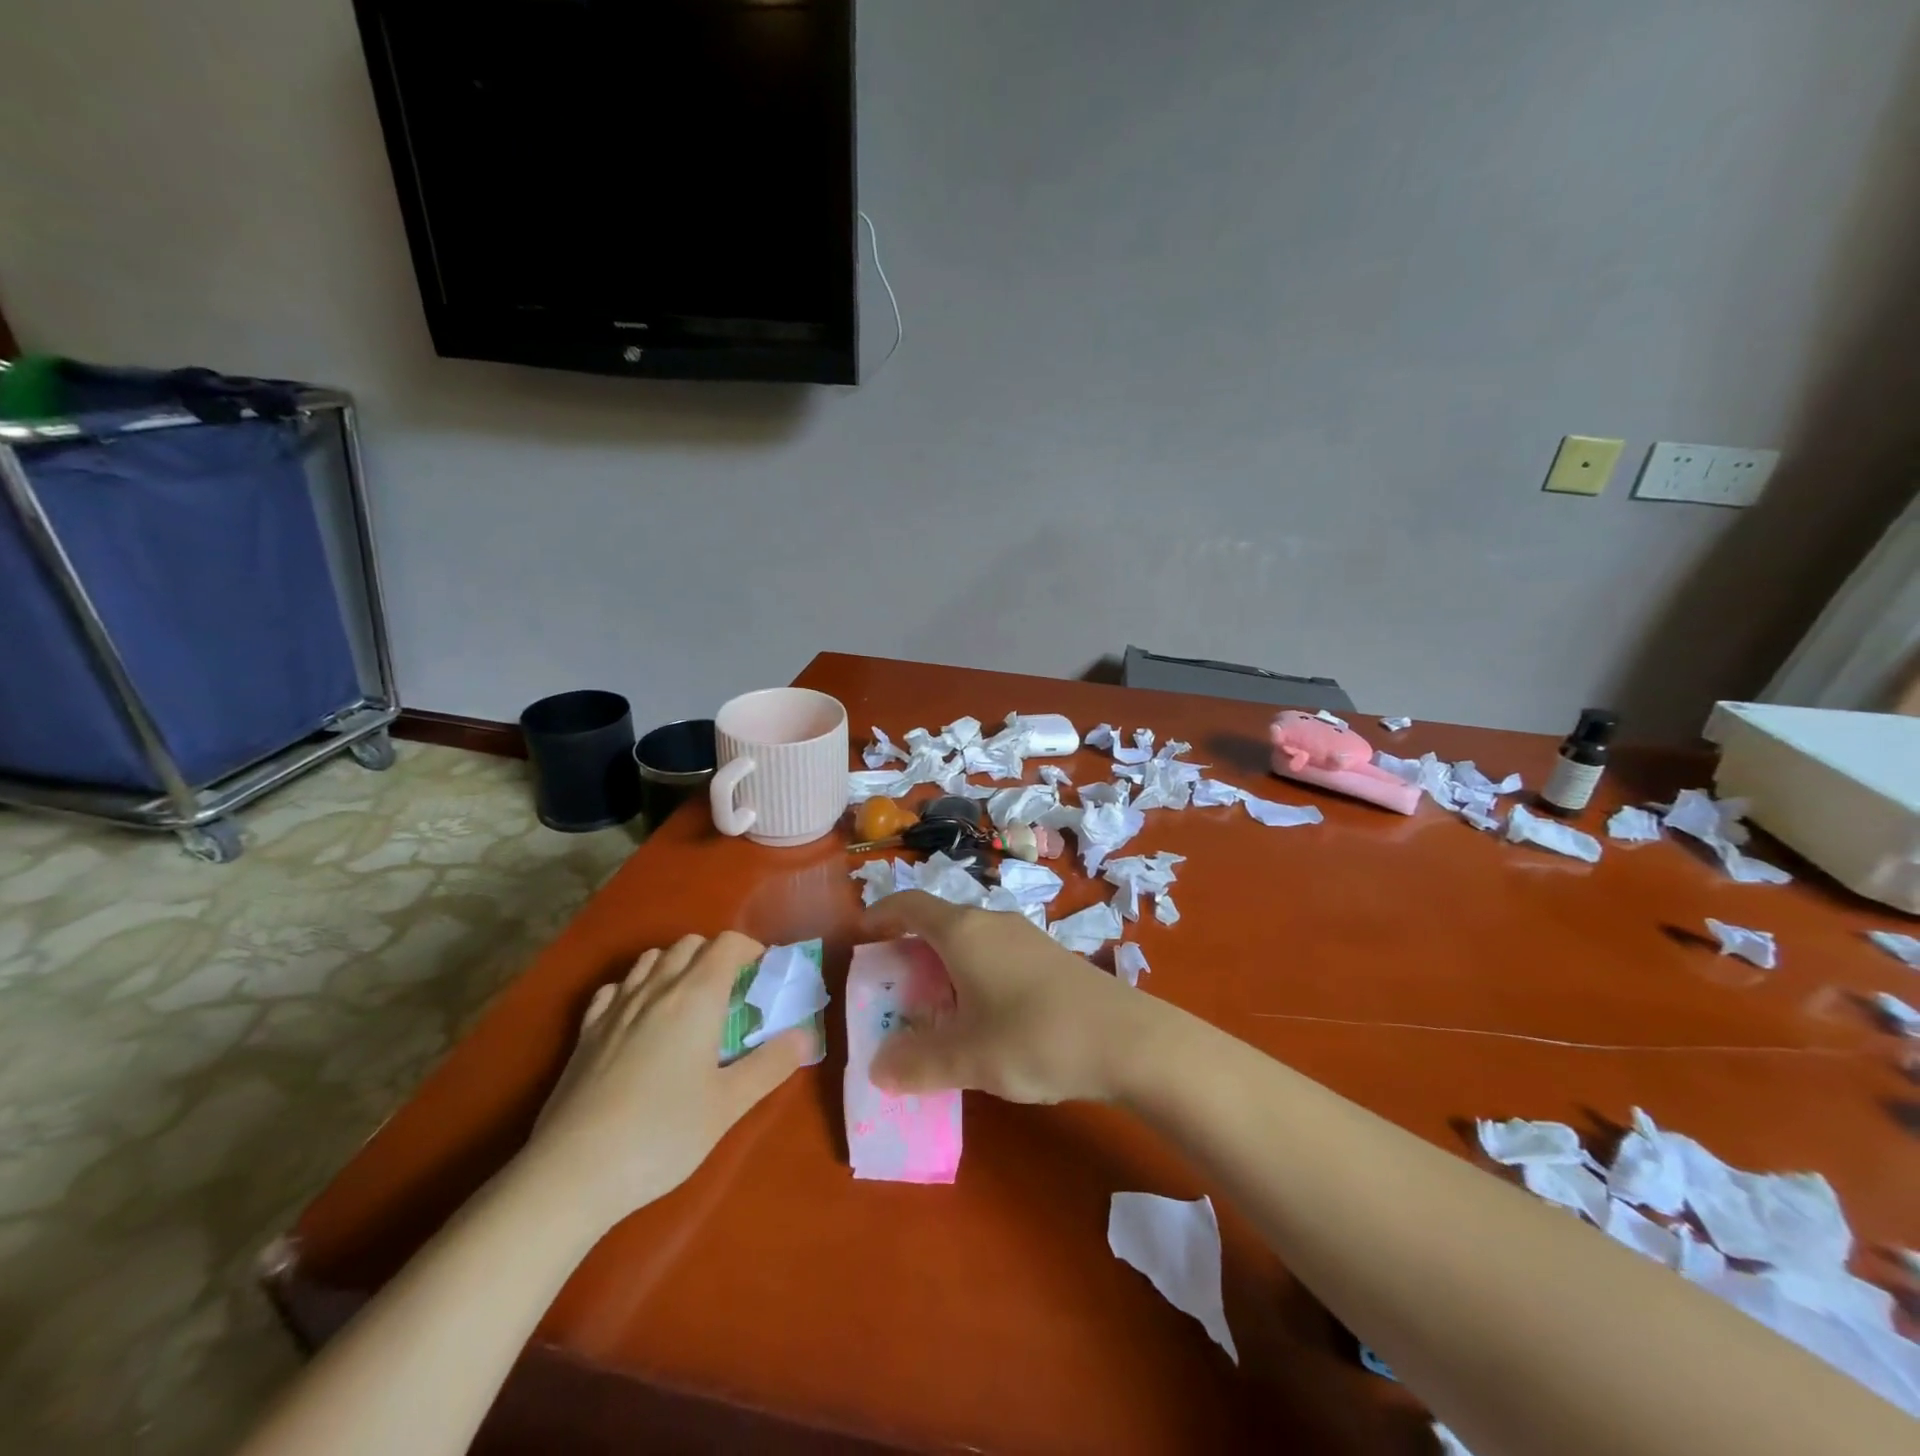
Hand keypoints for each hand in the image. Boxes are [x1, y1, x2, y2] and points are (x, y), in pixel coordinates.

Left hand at [521, 932, 816, 1228]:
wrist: (572, 1172)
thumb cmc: (662, 1134)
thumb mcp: (729, 1105)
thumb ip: (771, 1064)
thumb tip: (806, 1036)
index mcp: (697, 996)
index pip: (727, 944)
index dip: (750, 950)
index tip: (762, 977)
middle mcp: (656, 988)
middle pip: (690, 944)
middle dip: (716, 956)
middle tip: (732, 993)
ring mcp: (616, 1008)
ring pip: (651, 960)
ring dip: (676, 966)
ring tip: (689, 1002)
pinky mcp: (586, 1032)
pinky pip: (616, 988)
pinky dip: (636, 988)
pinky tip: (640, 1018)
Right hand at [861, 891, 1157, 1104]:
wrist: (1127, 1039)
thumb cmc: (1035, 1036)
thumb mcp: (969, 1057)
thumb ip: (918, 1063)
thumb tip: (879, 1069)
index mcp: (963, 931)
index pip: (910, 904)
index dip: (881, 914)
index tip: (862, 936)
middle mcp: (992, 922)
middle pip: (938, 923)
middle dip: (909, 950)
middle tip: (892, 989)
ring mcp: (1025, 937)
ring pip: (969, 940)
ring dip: (943, 966)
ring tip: (933, 1009)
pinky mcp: (1049, 957)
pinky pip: (994, 954)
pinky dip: (973, 975)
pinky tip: (983, 1016)